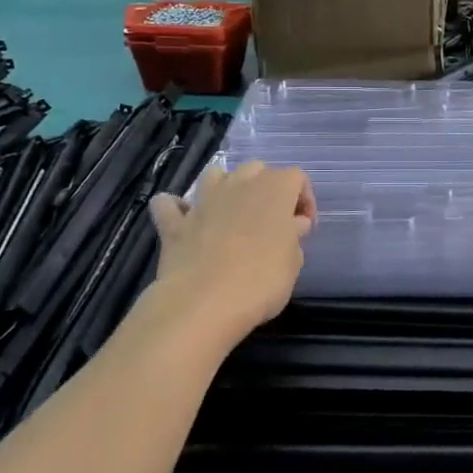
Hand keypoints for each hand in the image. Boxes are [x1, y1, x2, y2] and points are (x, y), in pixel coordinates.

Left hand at [147, 161, 315, 331]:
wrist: (205, 303)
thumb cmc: (262, 281)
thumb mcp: (293, 262)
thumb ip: (293, 236)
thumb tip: (293, 224)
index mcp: (275, 190)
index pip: (297, 178)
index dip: (304, 199)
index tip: (304, 228)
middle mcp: (239, 185)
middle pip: (256, 169)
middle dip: (266, 188)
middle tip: (271, 221)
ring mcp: (203, 201)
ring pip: (214, 174)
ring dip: (224, 187)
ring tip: (231, 212)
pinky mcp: (174, 223)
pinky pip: (168, 204)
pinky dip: (175, 209)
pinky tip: (183, 222)